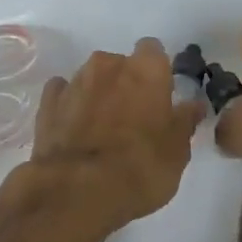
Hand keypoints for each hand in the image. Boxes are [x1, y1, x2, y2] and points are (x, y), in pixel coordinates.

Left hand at [17, 37, 205, 241]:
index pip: (154, 51)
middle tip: (133, 119)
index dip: (157, 72)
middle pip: (121, 64)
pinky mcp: (48, 101)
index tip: (160, 97)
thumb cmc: (139, 168)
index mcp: (146, 69)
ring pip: (92, 78)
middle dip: (126, 84)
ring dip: (99, 95)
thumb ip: (184, 122)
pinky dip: (70, 105)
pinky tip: (74, 128)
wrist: (77, 190)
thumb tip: (193, 105)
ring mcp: (75, 80)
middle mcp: (109, 64)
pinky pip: (63, 93)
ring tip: (102, 131)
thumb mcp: (177, 152)